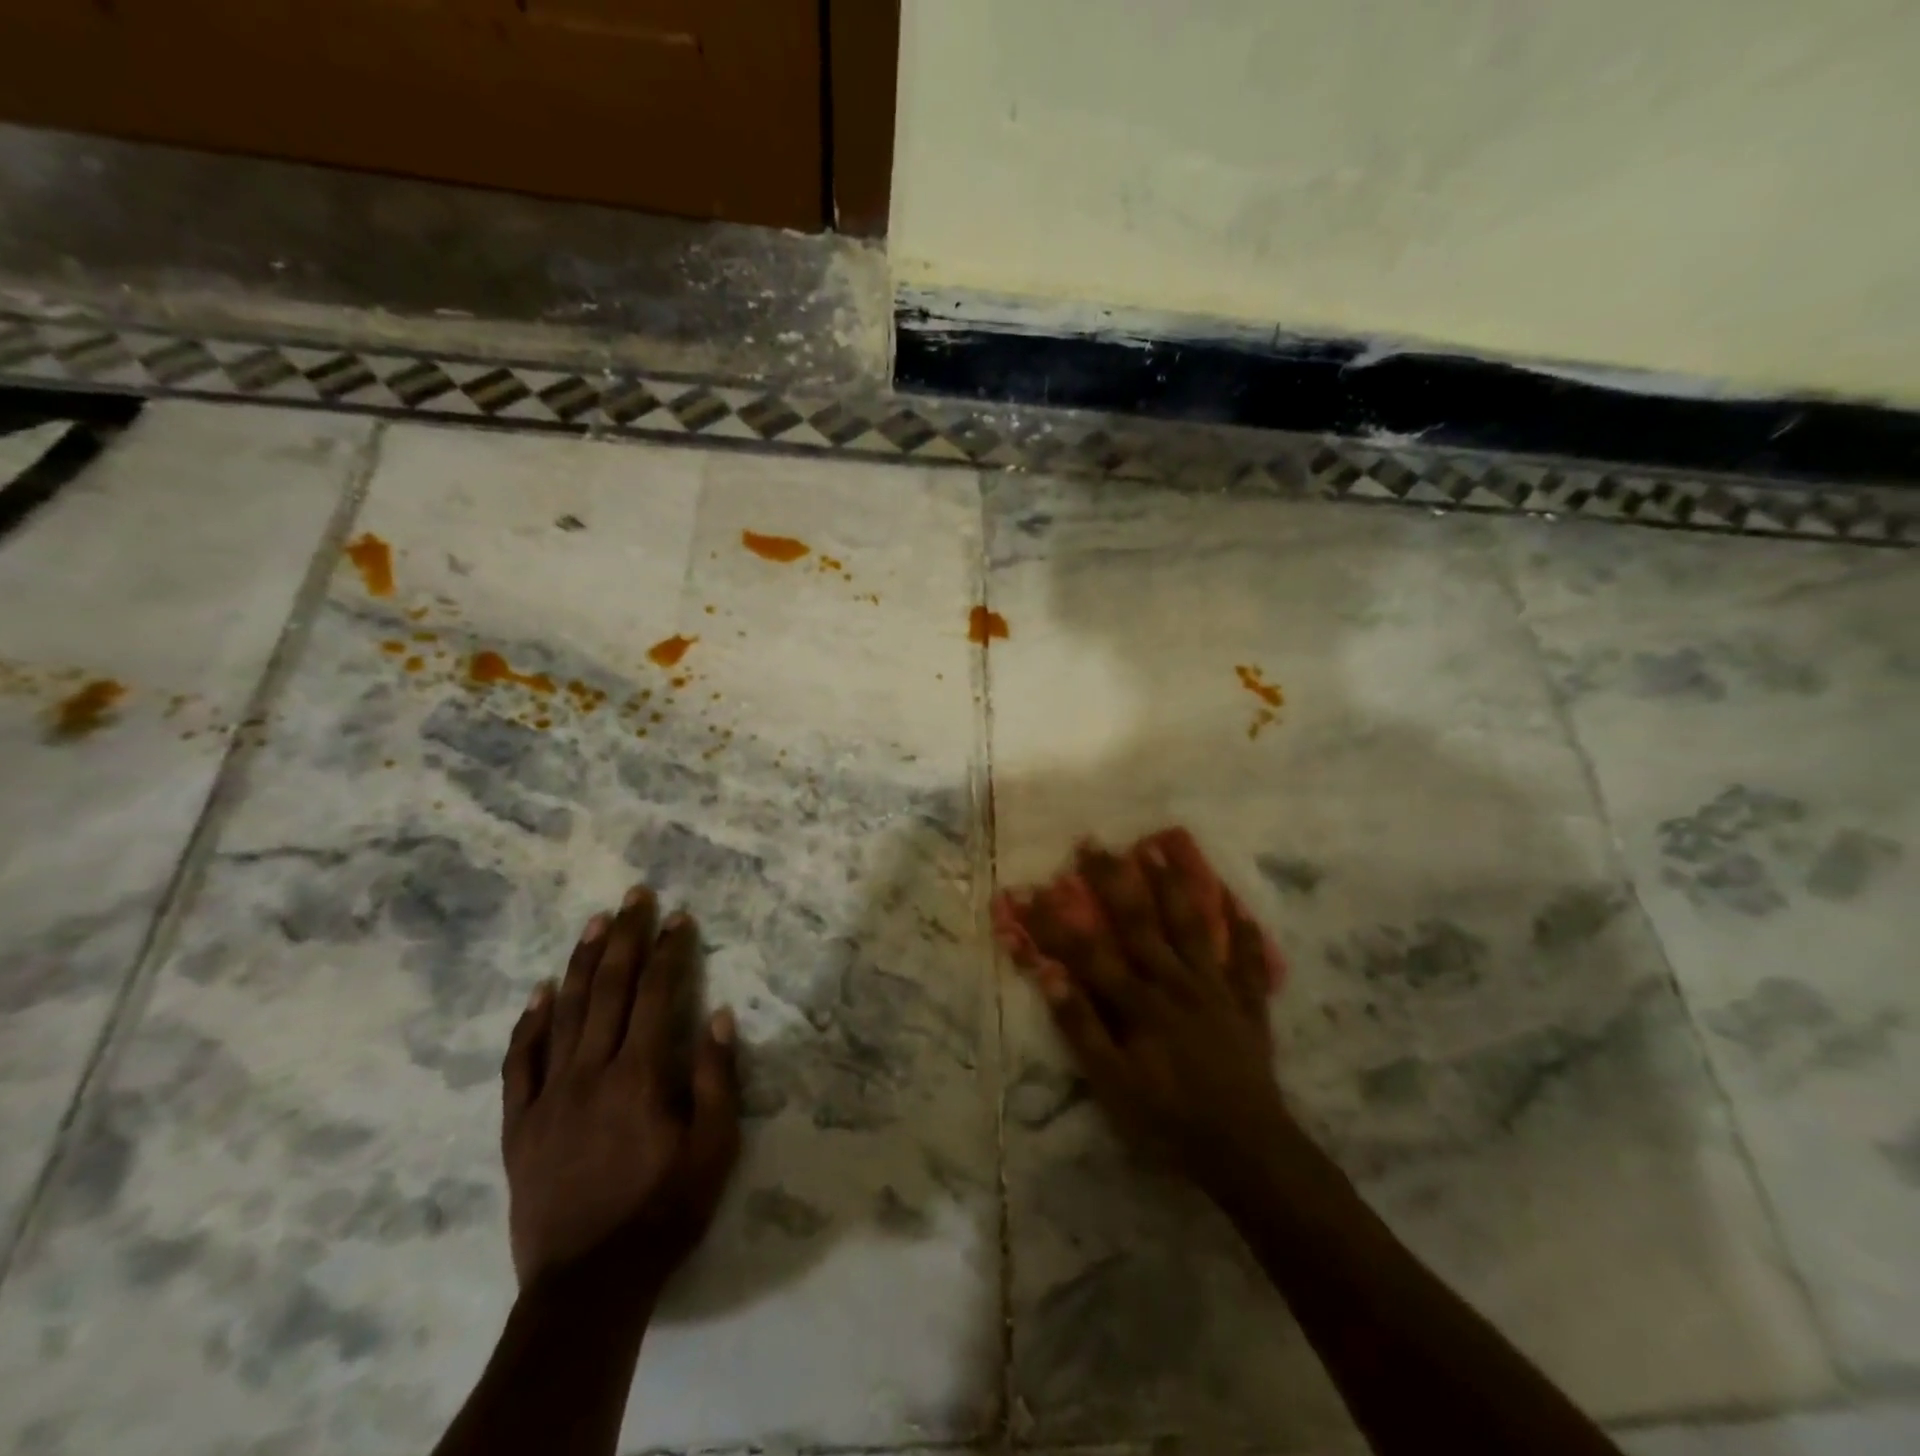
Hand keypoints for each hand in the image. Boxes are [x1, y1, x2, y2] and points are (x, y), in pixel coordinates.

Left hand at [501, 885, 740, 1288]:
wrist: (587, 1286)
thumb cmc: (663, 1212)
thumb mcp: (714, 1148)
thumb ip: (716, 1078)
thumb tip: (717, 1014)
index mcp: (640, 1074)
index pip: (656, 993)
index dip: (669, 949)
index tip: (679, 916)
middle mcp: (591, 1071)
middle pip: (608, 988)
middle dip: (625, 936)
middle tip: (634, 895)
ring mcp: (548, 1096)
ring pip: (564, 1012)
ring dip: (580, 962)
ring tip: (594, 921)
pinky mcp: (519, 1124)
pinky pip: (519, 1062)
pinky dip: (528, 1023)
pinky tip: (537, 993)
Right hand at [994, 829, 1289, 1194]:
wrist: (1248, 1151)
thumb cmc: (1170, 1120)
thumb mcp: (1112, 1084)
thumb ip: (1081, 1027)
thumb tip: (1048, 974)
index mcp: (1139, 1001)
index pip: (1087, 951)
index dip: (1055, 921)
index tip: (1030, 889)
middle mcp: (1175, 981)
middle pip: (1139, 922)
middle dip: (1111, 880)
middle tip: (1092, 842)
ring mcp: (1215, 989)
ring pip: (1192, 927)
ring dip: (1174, 885)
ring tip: (1158, 848)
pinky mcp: (1247, 1005)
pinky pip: (1248, 962)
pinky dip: (1245, 933)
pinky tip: (1240, 905)